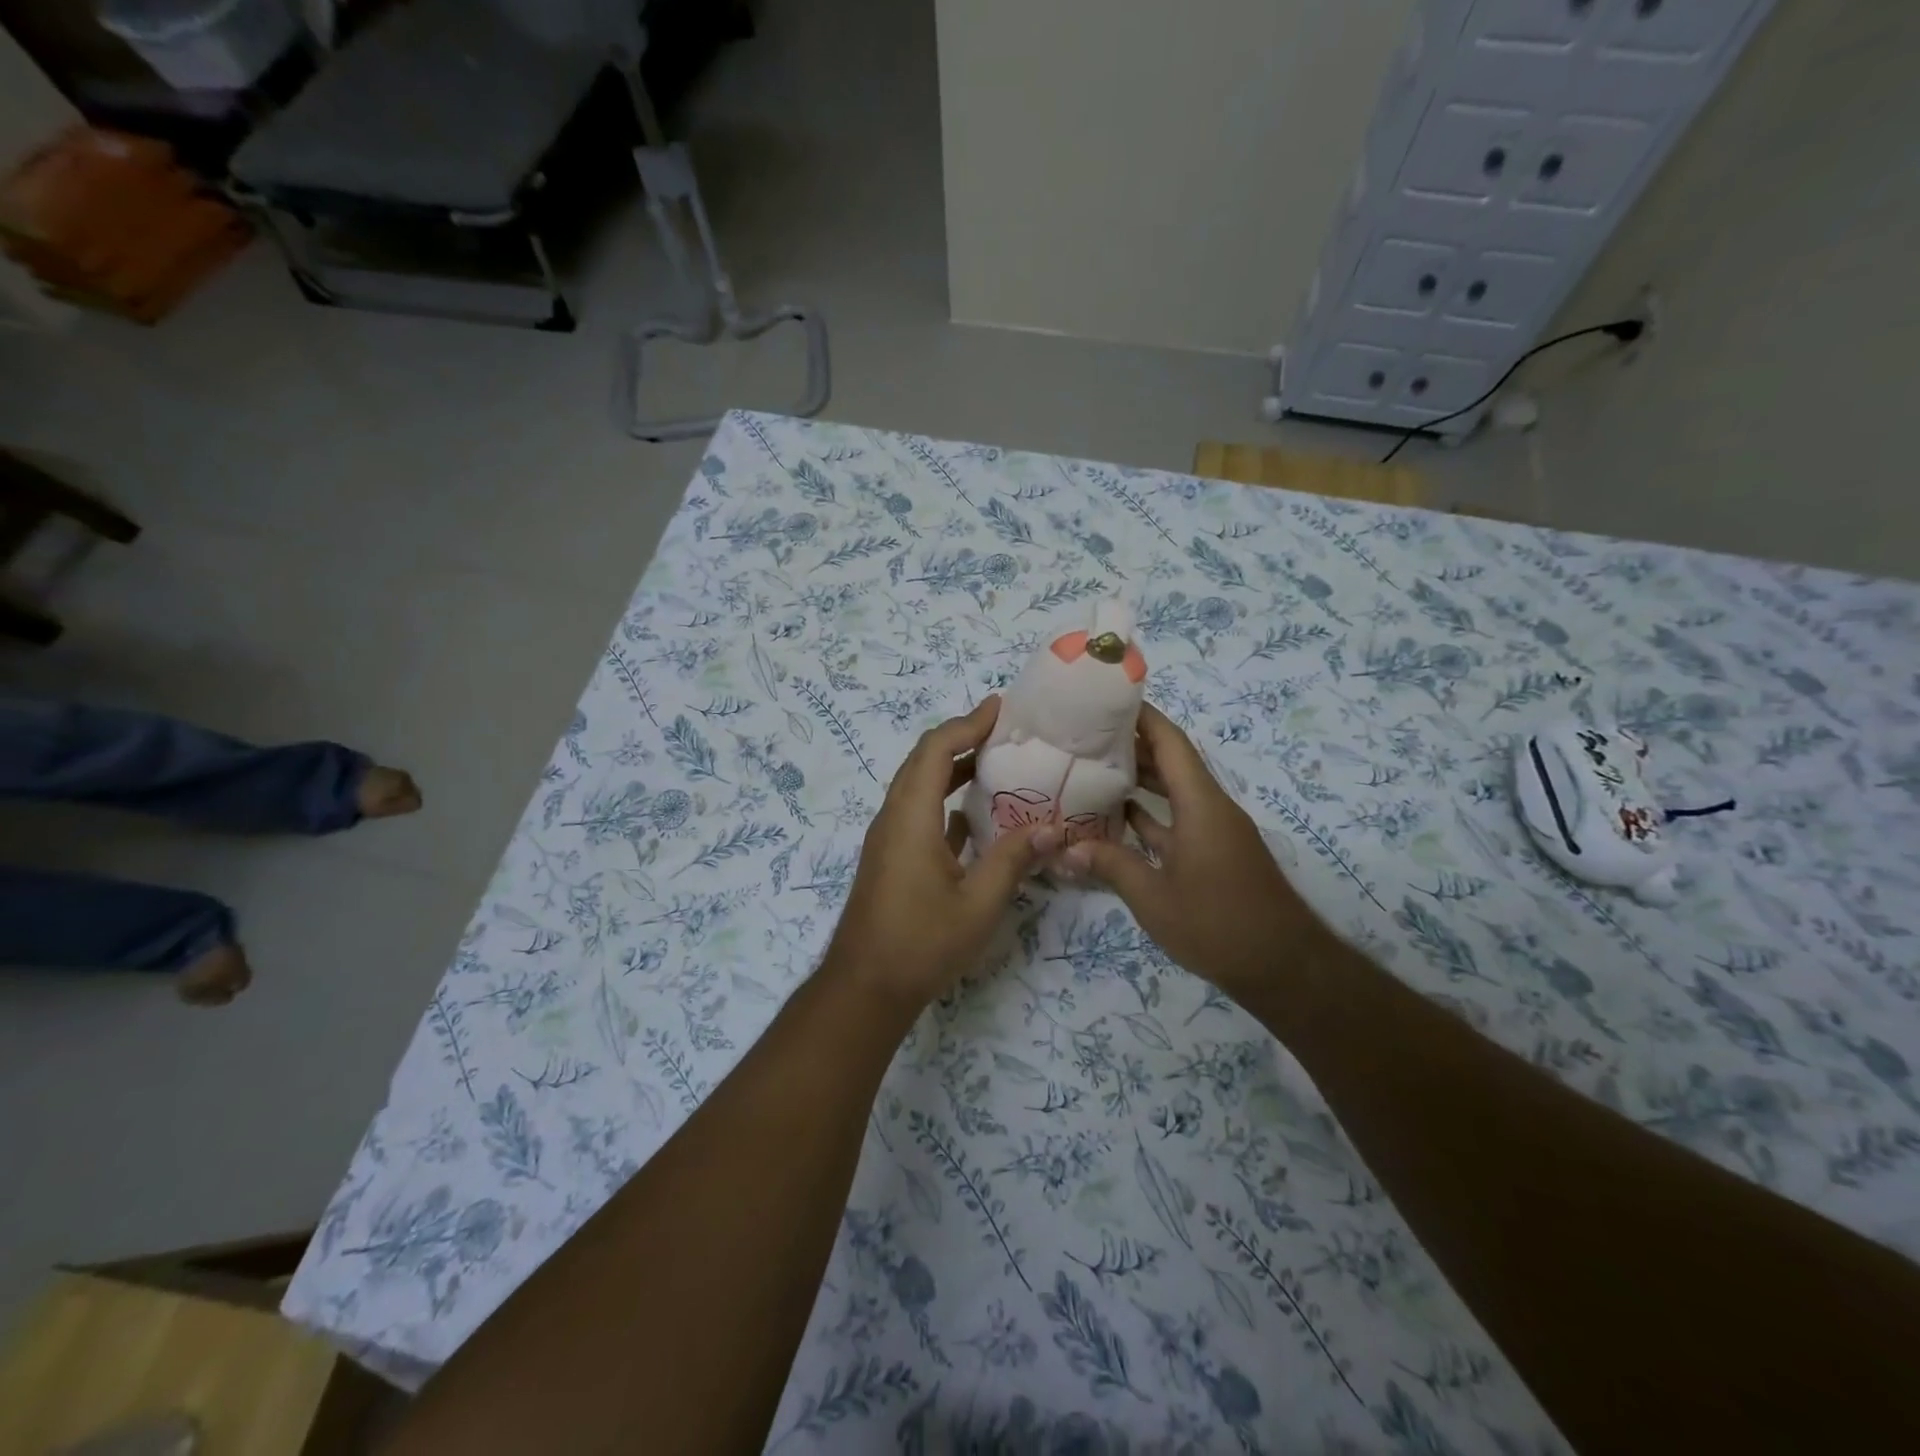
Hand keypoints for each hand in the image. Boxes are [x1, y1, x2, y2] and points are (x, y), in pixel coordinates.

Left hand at [824, 696, 1058, 1015]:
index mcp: (910, 817)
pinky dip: (946, 799)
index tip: (1000, 708)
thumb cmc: (921, 944)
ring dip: (953, 767)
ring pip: (919, 785)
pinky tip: (976, 813)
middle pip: (924, 760)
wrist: (865, 988)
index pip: (936, 750)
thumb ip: (1014, 860)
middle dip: (961, 736)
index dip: (967, 723)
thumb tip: (1053, 827)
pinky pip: (919, 811)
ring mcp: (889, 838)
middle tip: (1003, 728)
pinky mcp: (892, 857)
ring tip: (996, 761)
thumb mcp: (978, 904)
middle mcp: (894, 817)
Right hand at [1063, 703, 1319, 999]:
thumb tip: (1065, 849)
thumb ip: (1110, 866)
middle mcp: (1210, 808)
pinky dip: (1150, 814)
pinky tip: (1117, 818)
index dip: (1142, 717)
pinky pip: (1177, 820)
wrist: (1283, 967)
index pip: (1170, 743)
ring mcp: (1214, 832)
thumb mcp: (1153, 897)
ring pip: (1173, 792)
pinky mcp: (1214, 854)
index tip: (1108, 699)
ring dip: (1139, 780)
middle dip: (1132, 745)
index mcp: (1201, 804)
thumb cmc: (1217, 924)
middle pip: (1171, 762)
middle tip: (1085, 736)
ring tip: (1093, 768)